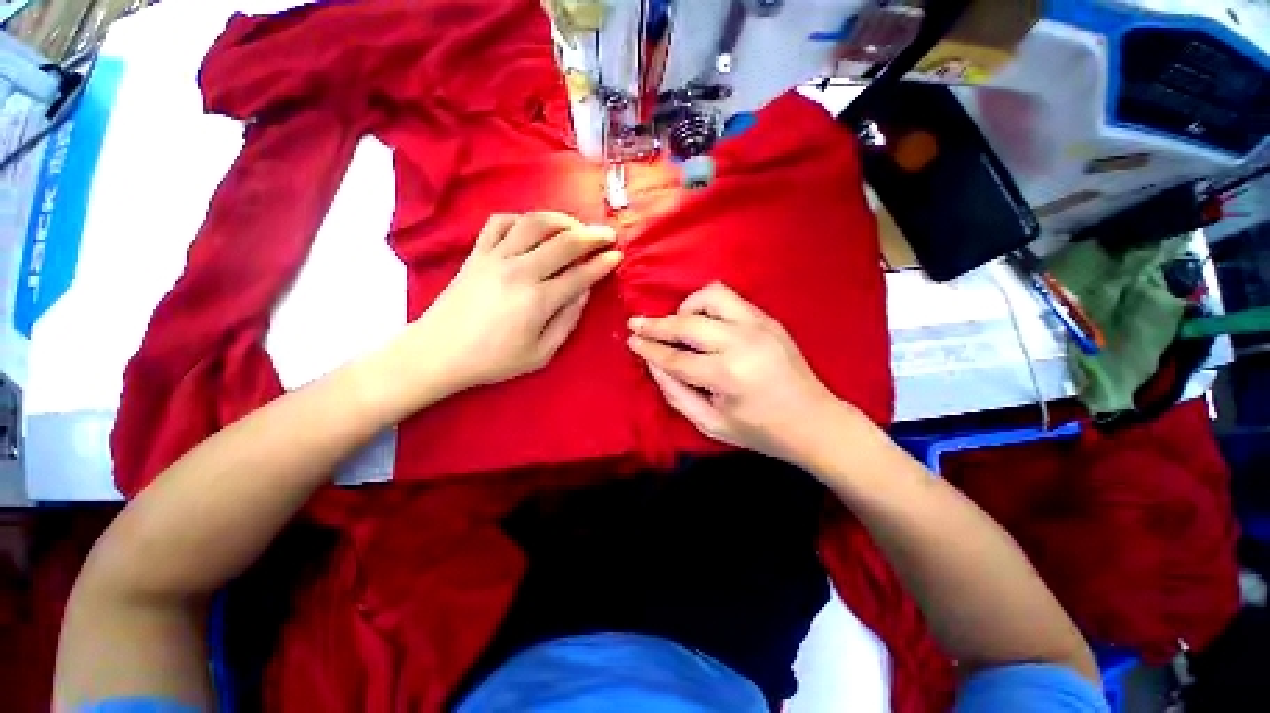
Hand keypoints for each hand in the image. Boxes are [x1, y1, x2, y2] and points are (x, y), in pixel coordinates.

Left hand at [406, 212, 621, 395]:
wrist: (438, 352)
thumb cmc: (494, 360)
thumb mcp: (541, 354)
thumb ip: (567, 321)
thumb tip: (585, 292)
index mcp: (538, 300)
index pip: (580, 274)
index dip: (603, 263)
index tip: (618, 256)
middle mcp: (520, 271)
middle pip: (564, 242)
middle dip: (592, 235)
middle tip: (608, 234)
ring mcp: (495, 257)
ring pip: (534, 223)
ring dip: (561, 219)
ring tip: (575, 226)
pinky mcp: (476, 252)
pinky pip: (499, 222)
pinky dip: (521, 219)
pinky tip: (532, 228)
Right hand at [627, 282, 844, 464]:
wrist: (814, 421)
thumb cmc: (759, 431)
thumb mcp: (710, 424)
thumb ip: (676, 394)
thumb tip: (653, 364)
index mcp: (726, 375)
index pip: (675, 356)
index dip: (649, 348)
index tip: (631, 339)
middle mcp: (741, 342)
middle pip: (688, 322)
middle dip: (657, 323)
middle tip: (637, 324)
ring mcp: (758, 325)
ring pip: (711, 296)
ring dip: (687, 307)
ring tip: (679, 324)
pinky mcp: (768, 319)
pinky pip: (730, 299)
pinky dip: (709, 306)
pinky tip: (704, 323)